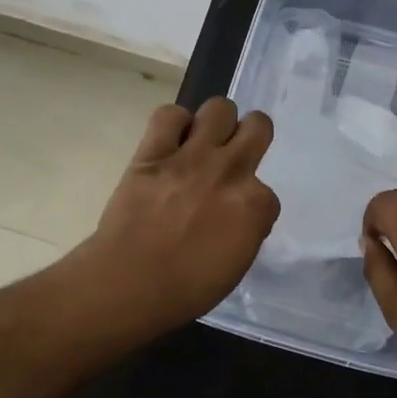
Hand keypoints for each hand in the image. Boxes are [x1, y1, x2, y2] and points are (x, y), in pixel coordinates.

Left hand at [74, 97, 279, 338]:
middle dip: (251, 136)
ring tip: (203, 142)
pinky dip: (173, 124)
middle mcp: (230, 170)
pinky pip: (169, 115)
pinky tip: (170, 142)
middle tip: (234, 154)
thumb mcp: (236, 266)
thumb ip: (246, 231)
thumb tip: (241, 217)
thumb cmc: (186, 289)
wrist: (129, 284)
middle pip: (258, 126)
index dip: (251, 205)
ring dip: (216, 123)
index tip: (235, 218)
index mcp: (254, 204)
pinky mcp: (153, 152)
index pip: (267, 193)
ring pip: (219, 108)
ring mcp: (191, 157)